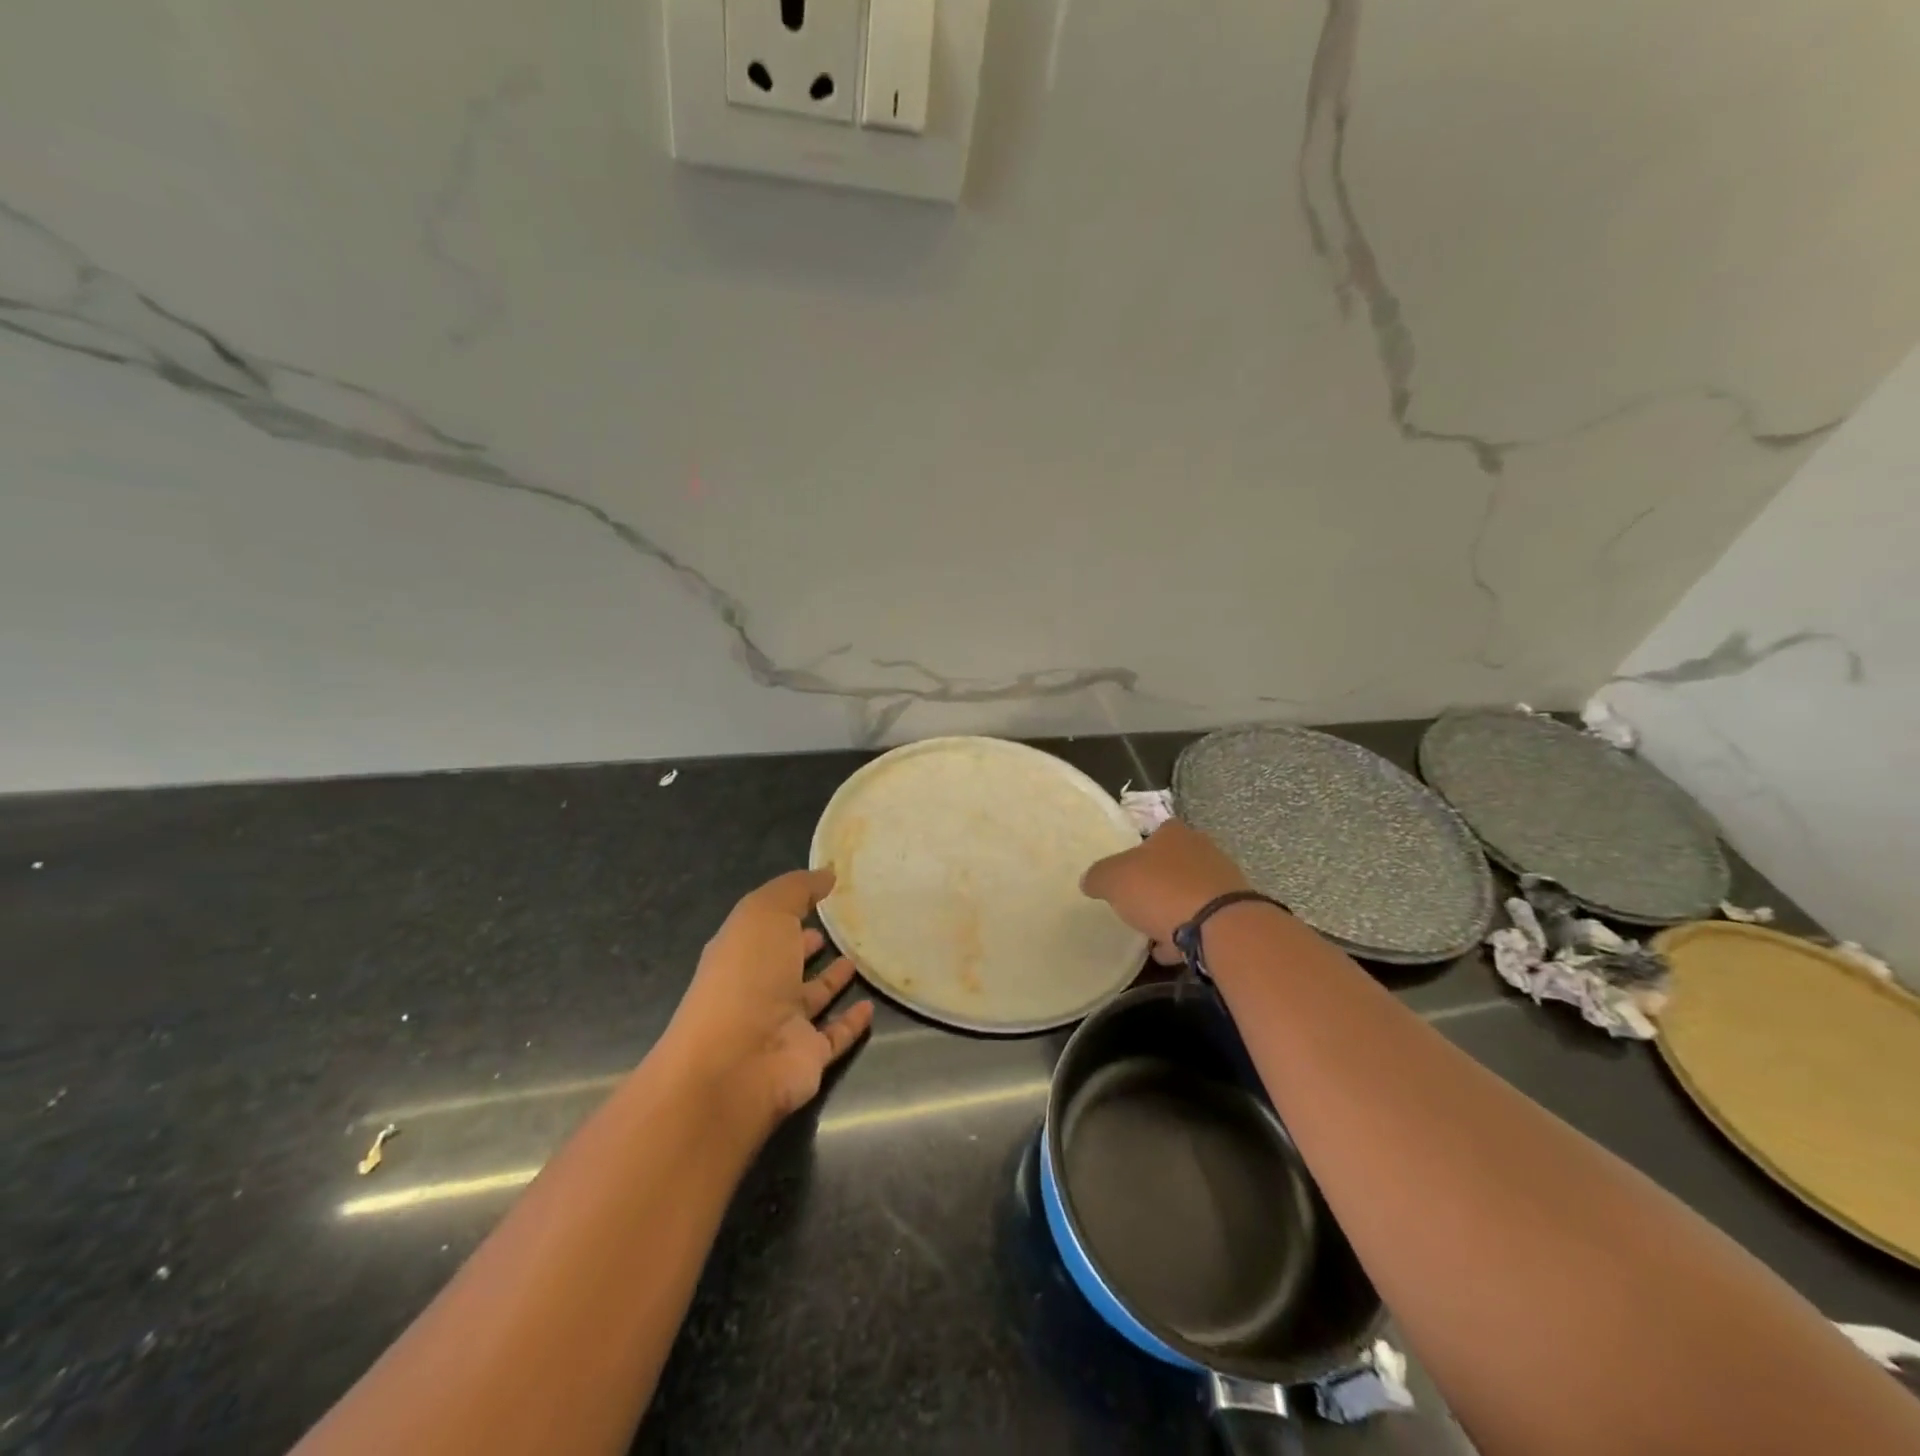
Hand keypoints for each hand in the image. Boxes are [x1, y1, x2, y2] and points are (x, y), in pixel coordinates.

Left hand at [665, 868, 874, 1132]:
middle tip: (842, 927)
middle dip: (807, 944)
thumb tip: (827, 874)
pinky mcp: (808, 1056)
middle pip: (787, 962)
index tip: (824, 893)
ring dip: (832, 981)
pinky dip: (852, 1022)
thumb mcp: (765, 913)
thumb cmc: (746, 977)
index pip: (767, 926)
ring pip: (812, 998)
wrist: (738, 1063)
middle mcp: (759, 988)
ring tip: (860, 959)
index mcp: (741, 952)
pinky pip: (835, 1034)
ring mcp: (783, 1025)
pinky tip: (871, 1006)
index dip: (791, 909)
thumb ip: (796, 889)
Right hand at [1080, 820, 1251, 963]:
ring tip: (1151, 935)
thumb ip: (1099, 876)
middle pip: (1173, 864)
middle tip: (1137, 903)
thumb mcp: (1113, 879)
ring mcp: (1223, 881)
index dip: (1138, 852)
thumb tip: (1090, 880)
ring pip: (1189, 894)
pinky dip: (1187, 934)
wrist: (1219, 927)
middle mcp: (1202, 849)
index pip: (1154, 833)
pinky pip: (1203, 921)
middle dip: (1157, 883)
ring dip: (1173, 911)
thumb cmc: (1161, 890)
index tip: (1126, 873)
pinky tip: (1170, 952)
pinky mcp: (1234, 913)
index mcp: (1173, 833)